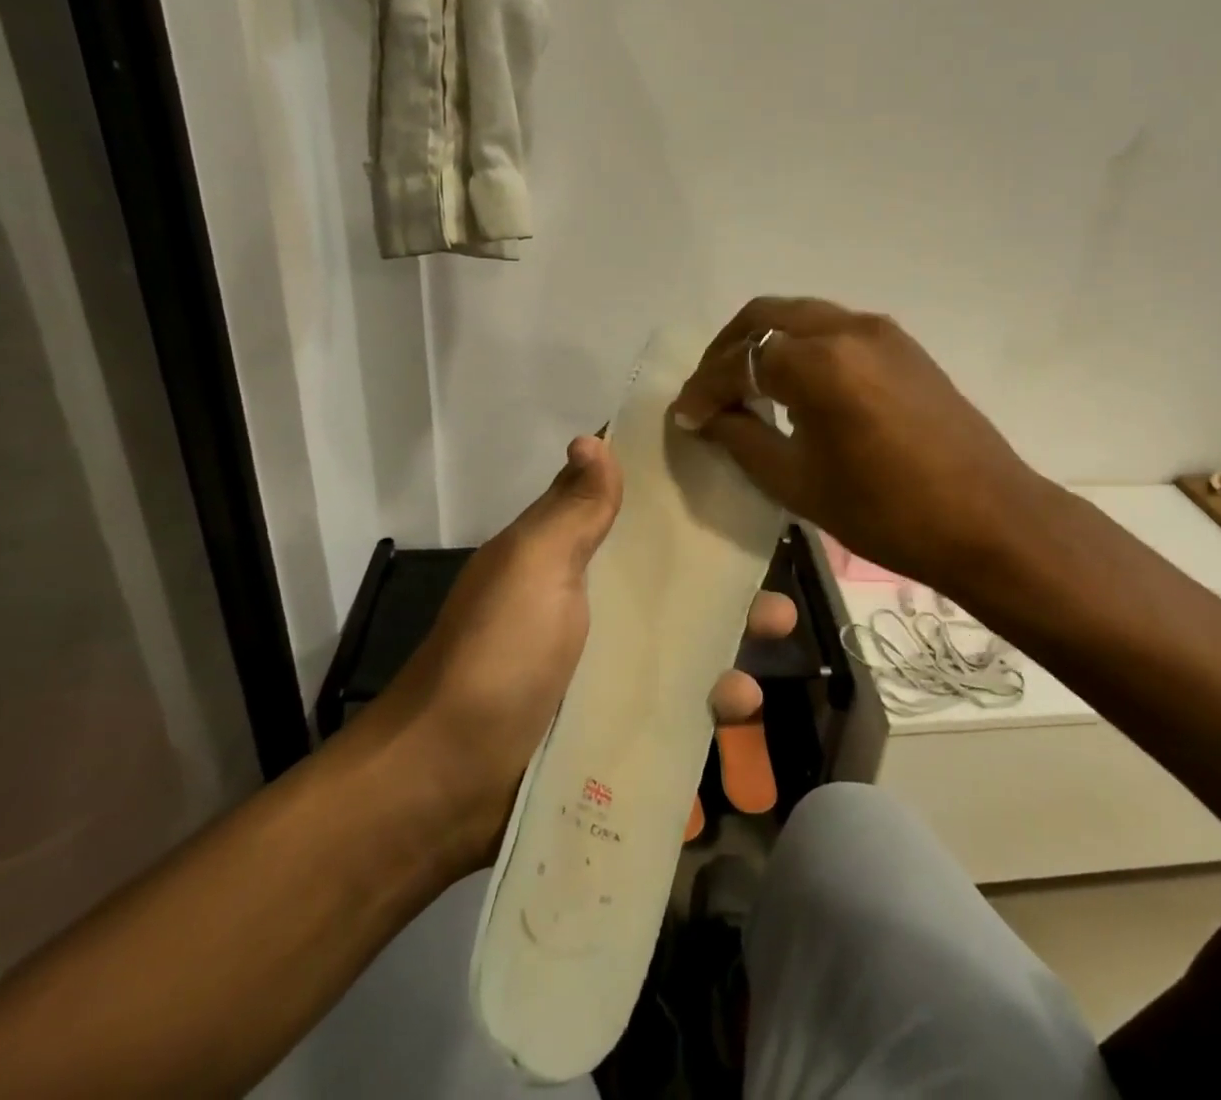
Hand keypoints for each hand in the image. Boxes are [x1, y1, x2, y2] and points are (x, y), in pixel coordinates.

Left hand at [366, 435, 795, 876]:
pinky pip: (681, 703)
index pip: (628, 505)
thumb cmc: (497, 655)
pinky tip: (737, 706)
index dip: (673, 485)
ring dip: (733, 640)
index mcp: (571, 555)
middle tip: (773, 577)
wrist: (447, 783)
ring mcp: (610, 664)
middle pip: (673, 575)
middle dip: (725, 572)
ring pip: (687, 638)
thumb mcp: (534, 568)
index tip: (729, 466)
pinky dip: (712, 704)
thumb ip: (572, 510)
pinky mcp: (621, 719)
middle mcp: (595, 603)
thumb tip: (592, 438)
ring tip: (772, 636)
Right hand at [671, 297, 1045, 596]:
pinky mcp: (905, 346)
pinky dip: (803, 347)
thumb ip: (743, 438)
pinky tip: (798, 387)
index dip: (705, 389)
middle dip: (728, 349)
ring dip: (767, 343)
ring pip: (803, 317)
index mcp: (819, 364)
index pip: (740, 362)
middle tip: (711, 390)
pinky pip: (836, 330)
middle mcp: (848, 329)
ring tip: (749, 388)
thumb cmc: (887, 513)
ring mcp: (882, 332)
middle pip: (767, 317)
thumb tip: (708, 415)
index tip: (685, 415)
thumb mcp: (798, 483)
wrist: (989, 520)